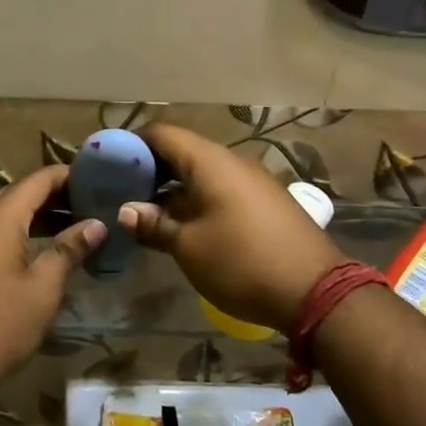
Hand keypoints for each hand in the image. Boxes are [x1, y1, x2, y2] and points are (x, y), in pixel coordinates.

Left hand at [0, 165, 103, 404]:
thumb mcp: (43, 288)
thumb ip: (69, 249)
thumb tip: (97, 225)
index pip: (39, 179)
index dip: (70, 176)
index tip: (99, 180)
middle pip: (21, 194)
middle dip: (57, 197)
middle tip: (93, 207)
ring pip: (5, 215)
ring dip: (38, 218)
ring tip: (75, 229)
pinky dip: (18, 234)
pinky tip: (40, 253)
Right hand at [118, 123, 343, 335]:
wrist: (316, 291)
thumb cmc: (242, 262)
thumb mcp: (189, 247)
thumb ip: (155, 225)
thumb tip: (128, 211)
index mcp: (209, 161)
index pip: (162, 133)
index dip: (133, 143)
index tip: (109, 163)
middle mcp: (231, 161)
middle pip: (182, 151)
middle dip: (150, 168)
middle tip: (122, 191)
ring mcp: (252, 181)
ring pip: (202, 172)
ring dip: (173, 187)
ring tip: (146, 212)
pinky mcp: (265, 202)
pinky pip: (221, 188)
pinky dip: (196, 198)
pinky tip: (183, 225)